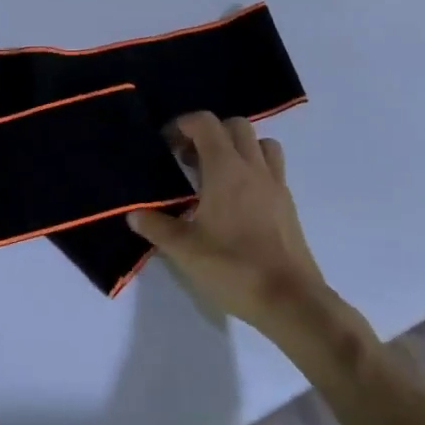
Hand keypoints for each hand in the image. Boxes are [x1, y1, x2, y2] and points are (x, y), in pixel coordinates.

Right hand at [129, 112, 335, 337]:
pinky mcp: (288, 205)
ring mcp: (276, 185)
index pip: (206, 123)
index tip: (167, 145)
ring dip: (239, 147)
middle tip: (190, 160)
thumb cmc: (233, 267)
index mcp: (226, 168)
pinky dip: (255, 170)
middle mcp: (253, 167)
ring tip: (218, 174)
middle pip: (236, 125)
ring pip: (261, 144)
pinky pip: (272, 169)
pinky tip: (238, 200)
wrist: (291, 301)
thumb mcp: (184, 250)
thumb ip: (156, 226)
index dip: (183, 125)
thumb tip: (133, 213)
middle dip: (210, 133)